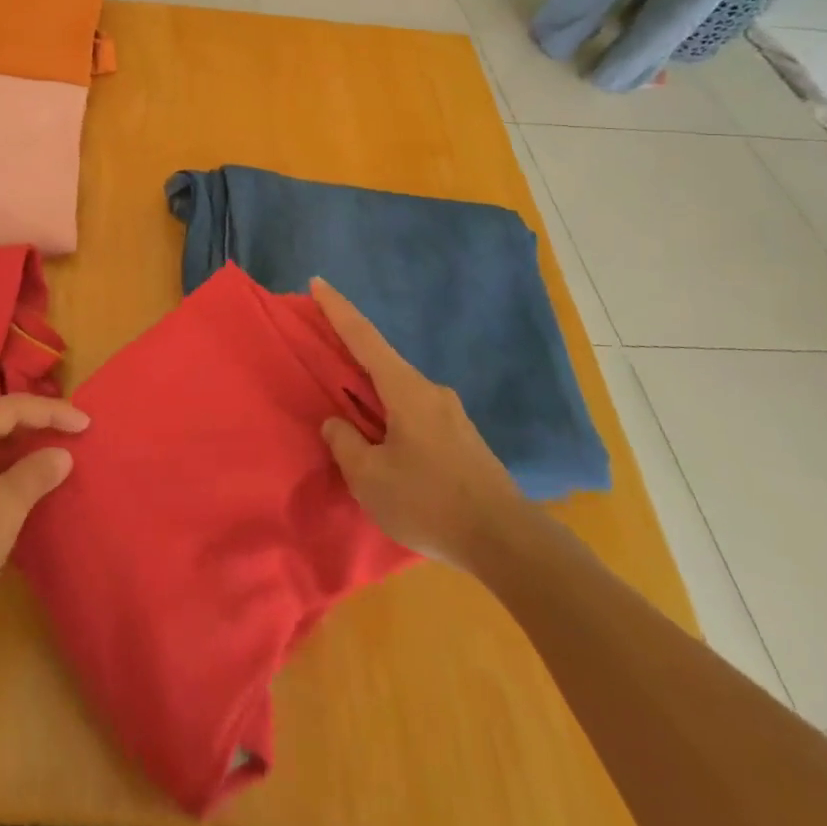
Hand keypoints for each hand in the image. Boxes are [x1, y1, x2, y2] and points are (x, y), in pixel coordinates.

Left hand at [0, 394, 87, 657]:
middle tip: (74, 435)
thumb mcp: (2, 509)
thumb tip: (61, 453)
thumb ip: (35, 474)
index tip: (87, 425)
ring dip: (23, 452)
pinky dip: (8, 476)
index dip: (52, 412)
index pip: (12, 407)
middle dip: (37, 426)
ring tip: (57, 458)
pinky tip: (26, 492)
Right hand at [313, 278, 526, 568]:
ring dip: (373, 396)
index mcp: (406, 389)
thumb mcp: (370, 478)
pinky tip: (385, 447)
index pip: (364, 337)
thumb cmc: (431, 502)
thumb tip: (338, 423)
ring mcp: (451, 416)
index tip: (318, 282)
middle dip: (352, 357)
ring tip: (351, 416)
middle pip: (382, 363)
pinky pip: (415, 415)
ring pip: (400, 393)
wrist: (508, 543)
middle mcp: (430, 392)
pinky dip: (391, 417)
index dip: (337, 309)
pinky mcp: (462, 441)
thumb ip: (346, 444)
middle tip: (324, 355)